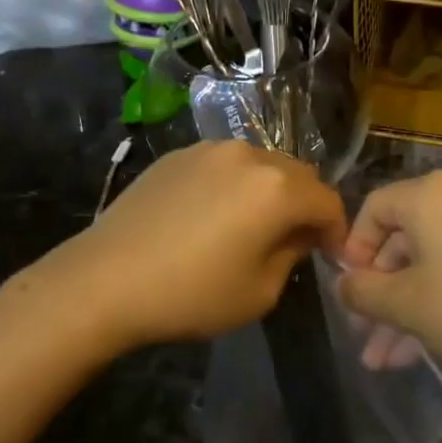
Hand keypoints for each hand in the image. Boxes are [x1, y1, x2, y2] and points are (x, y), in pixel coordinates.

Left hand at [46, 140, 345, 350]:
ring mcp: (211, 149)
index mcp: (278, 188)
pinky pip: (225, 165)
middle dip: (305, 205)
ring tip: (252, 224)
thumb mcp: (260, 291)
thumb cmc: (191, 293)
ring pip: (261, 165)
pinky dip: (234, 184)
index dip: (337, 230)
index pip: (328, 201)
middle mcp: (250, 155)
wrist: (104, 280)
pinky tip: (212, 215)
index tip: (330, 255)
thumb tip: (297, 235)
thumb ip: (292, 255)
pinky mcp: (180, 154)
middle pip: (298, 175)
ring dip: (270, 191)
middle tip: (295, 240)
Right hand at [336, 170, 441, 383]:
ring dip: (405, 307)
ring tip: (384, 360)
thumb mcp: (406, 305)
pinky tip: (420, 349)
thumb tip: (343, 285)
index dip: (353, 251)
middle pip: (403, 238)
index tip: (348, 293)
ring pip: (430, 261)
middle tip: (364, 334)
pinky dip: (437, 299)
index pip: (374, 209)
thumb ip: (363, 292)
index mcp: (430, 194)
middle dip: (380, 291)